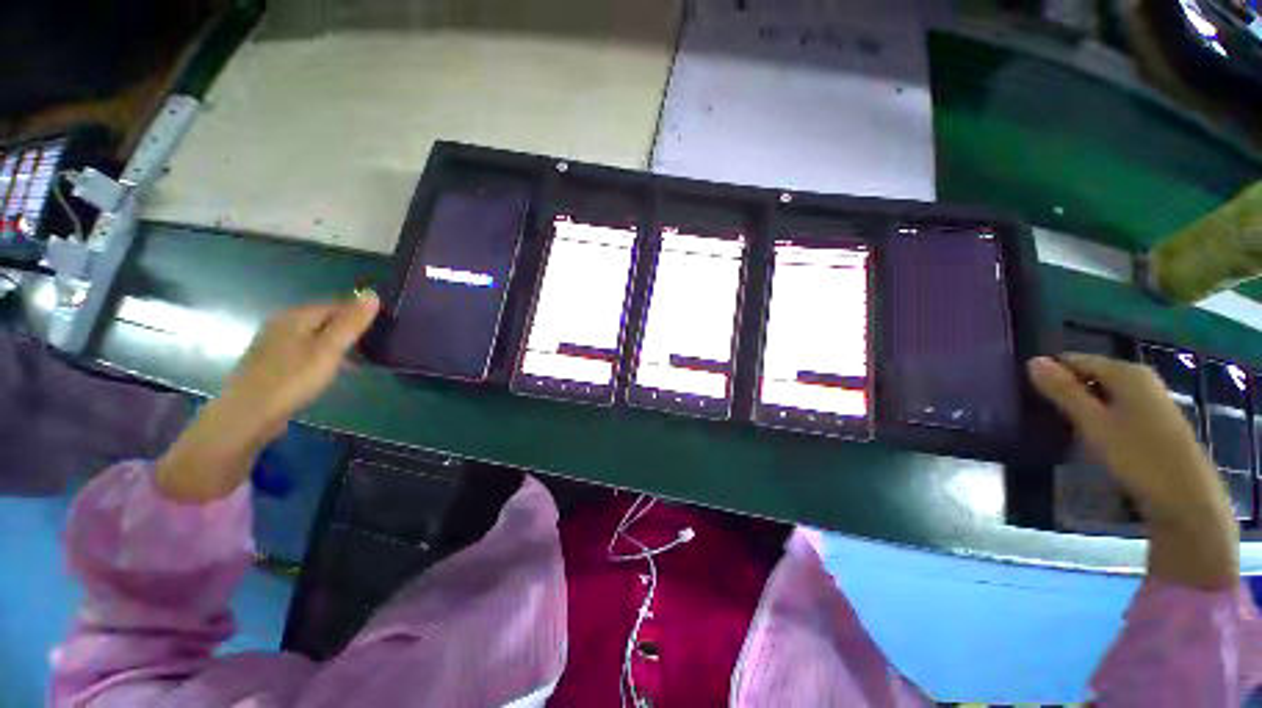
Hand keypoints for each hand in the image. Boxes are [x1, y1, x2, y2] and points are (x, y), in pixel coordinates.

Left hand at [219, 291, 380, 437]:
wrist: (248, 414)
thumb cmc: (293, 379)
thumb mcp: (329, 349)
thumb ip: (351, 323)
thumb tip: (372, 293)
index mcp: (297, 315)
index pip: (338, 305)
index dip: (360, 316)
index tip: (381, 332)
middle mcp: (283, 322)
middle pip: (325, 318)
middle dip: (349, 330)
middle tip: (372, 348)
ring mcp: (274, 341)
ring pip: (315, 334)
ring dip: (336, 343)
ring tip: (356, 360)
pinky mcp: (271, 360)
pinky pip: (305, 348)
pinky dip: (322, 354)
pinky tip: (328, 369)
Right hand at [1028, 354, 1237, 588]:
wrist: (1185, 499)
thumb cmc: (1138, 456)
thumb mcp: (1094, 423)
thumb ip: (1063, 391)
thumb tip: (1031, 360)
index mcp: (1126, 372)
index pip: (1075, 359)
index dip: (1051, 374)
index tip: (1029, 394)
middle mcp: (1140, 378)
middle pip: (1090, 375)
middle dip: (1067, 390)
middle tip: (1043, 412)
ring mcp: (1150, 399)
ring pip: (1103, 393)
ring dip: (1082, 406)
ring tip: (1062, 426)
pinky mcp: (1154, 419)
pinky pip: (1116, 407)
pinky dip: (1099, 416)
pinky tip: (1091, 436)